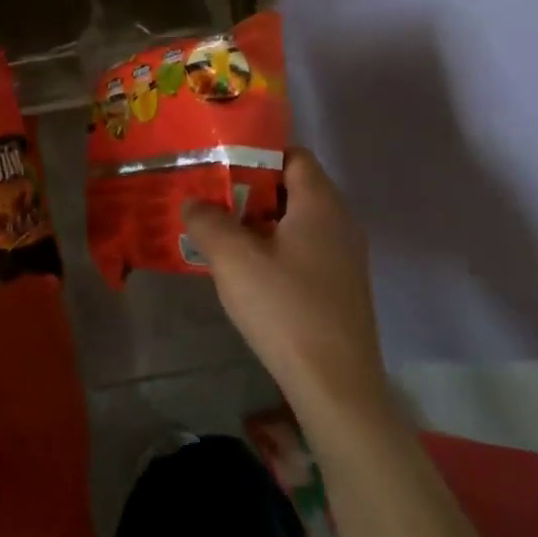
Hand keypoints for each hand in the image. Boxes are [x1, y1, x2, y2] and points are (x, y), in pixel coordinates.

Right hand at [182, 148, 386, 417]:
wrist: (335, 384)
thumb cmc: (284, 309)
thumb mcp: (233, 259)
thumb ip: (208, 221)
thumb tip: (193, 202)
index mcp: (320, 204)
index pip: (293, 155)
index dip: (256, 152)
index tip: (218, 163)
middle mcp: (340, 222)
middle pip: (293, 187)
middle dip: (249, 189)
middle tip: (209, 198)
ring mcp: (344, 257)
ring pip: (296, 222)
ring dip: (258, 222)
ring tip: (219, 232)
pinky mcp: (340, 287)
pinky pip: (303, 250)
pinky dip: (274, 248)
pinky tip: (246, 271)